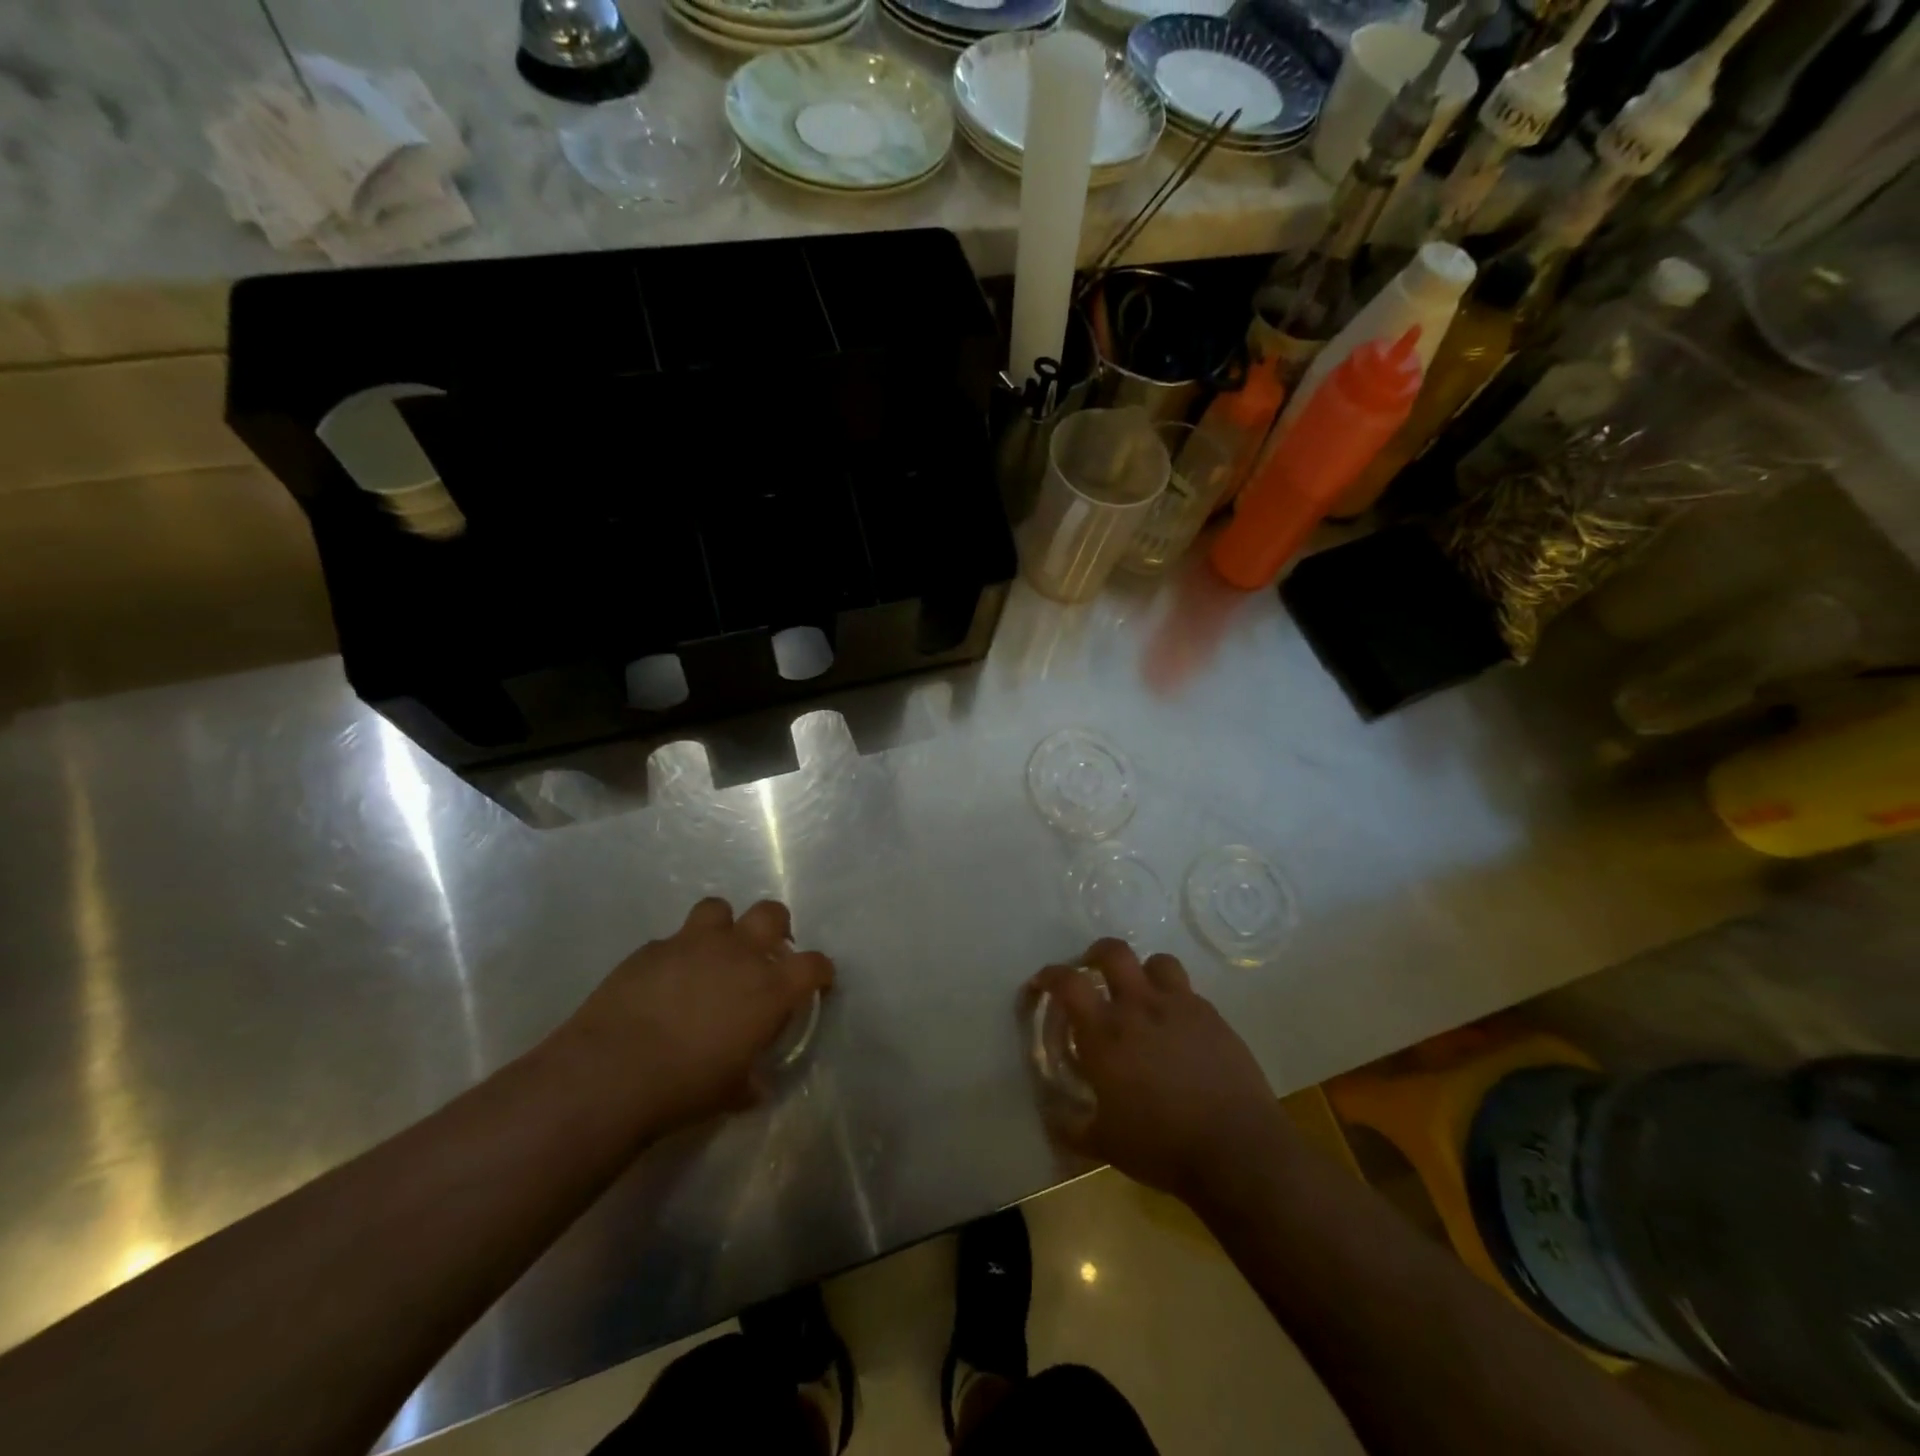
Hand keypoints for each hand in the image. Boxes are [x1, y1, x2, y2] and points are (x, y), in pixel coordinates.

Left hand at [560, 898, 833, 1132]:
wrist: (614, 1072)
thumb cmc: (686, 1086)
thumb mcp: (731, 1092)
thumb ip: (749, 1079)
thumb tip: (753, 1084)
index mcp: (770, 988)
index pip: (813, 964)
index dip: (819, 971)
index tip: (816, 982)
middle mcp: (738, 953)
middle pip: (771, 914)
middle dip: (774, 928)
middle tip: (764, 953)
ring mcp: (693, 944)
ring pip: (718, 909)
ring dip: (721, 928)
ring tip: (711, 955)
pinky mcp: (651, 948)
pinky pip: (671, 941)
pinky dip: (674, 957)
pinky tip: (662, 983)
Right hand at [1028, 939, 1280, 1202]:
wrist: (1237, 1150)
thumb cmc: (1162, 1147)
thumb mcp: (1105, 1144)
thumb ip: (1072, 1128)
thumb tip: (1053, 1121)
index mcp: (1105, 1033)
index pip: (1068, 983)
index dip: (1050, 975)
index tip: (1043, 981)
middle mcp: (1140, 1007)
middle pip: (1113, 952)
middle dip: (1097, 954)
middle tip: (1092, 970)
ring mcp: (1181, 1007)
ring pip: (1158, 962)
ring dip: (1144, 971)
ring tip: (1141, 992)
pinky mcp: (1214, 1018)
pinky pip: (1189, 993)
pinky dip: (1176, 1000)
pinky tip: (1178, 1028)